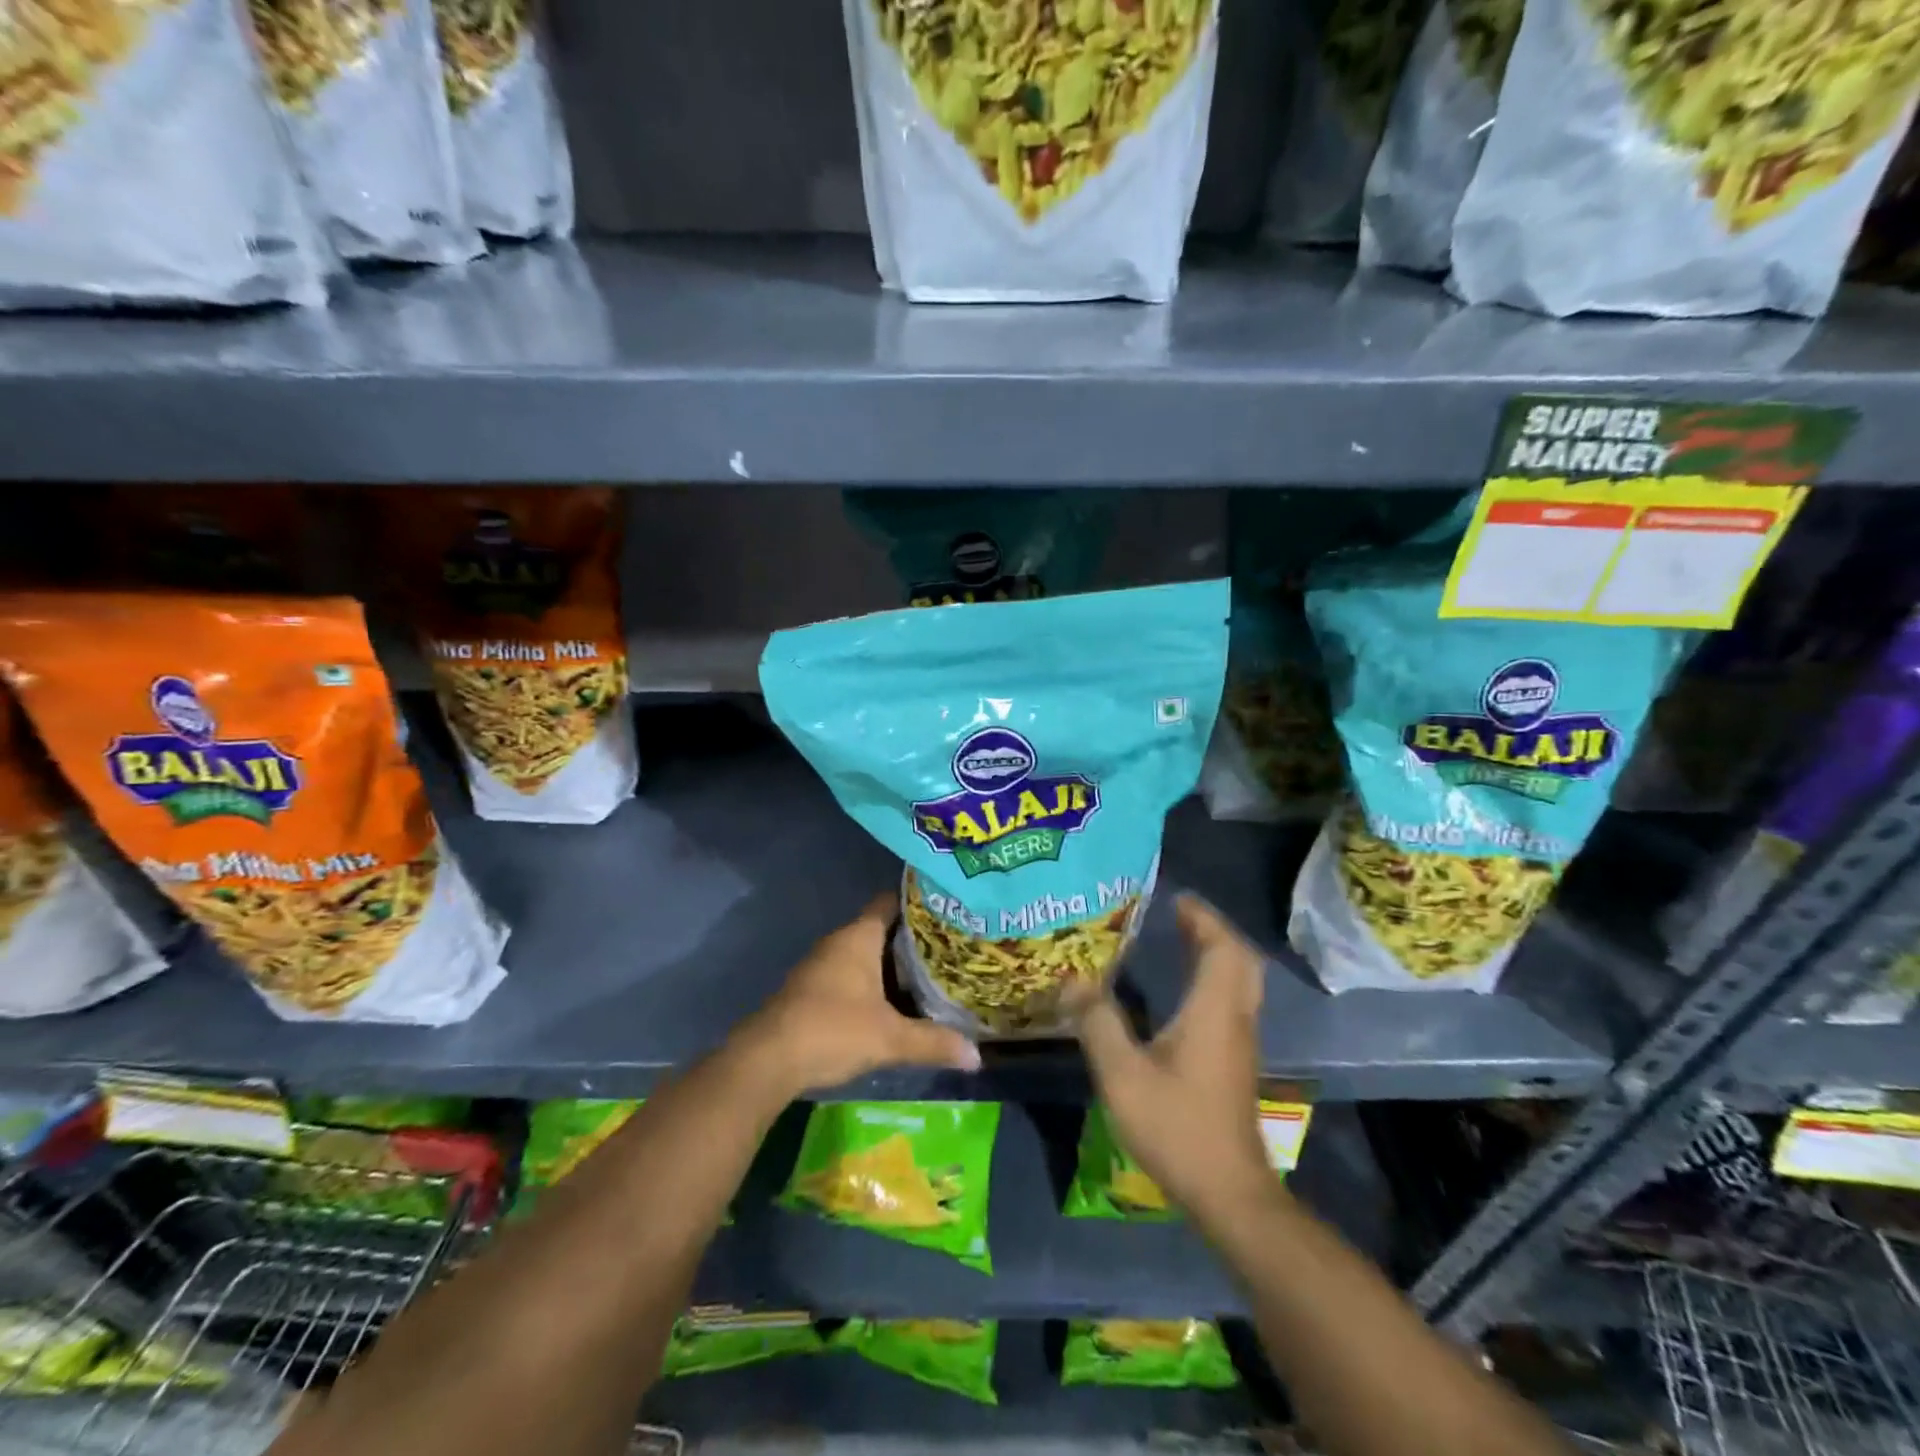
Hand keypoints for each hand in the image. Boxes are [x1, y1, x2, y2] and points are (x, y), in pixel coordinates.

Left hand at [740, 892, 980, 1095]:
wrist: (767, 1060)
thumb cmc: (832, 1030)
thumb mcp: (890, 1039)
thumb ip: (933, 1042)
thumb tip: (977, 1055)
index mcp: (858, 937)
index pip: (891, 902)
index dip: (918, 902)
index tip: (947, 908)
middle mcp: (839, 943)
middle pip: (881, 929)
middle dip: (913, 939)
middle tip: (951, 947)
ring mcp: (822, 966)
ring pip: (865, 955)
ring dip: (892, 965)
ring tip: (931, 975)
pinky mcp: (811, 990)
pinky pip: (851, 975)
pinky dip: (873, 983)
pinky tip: (895, 1003)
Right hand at [1076, 895, 1270, 1221]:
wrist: (1227, 1192)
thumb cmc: (1177, 1126)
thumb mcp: (1122, 1074)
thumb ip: (1096, 1022)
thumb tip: (1072, 979)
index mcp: (1213, 1011)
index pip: (1222, 948)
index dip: (1204, 918)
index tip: (1178, 899)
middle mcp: (1235, 1019)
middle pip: (1241, 960)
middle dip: (1214, 931)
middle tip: (1180, 917)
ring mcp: (1240, 1043)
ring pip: (1241, 983)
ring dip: (1217, 955)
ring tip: (1181, 942)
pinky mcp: (1235, 1064)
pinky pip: (1233, 1002)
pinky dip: (1216, 981)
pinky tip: (1183, 994)